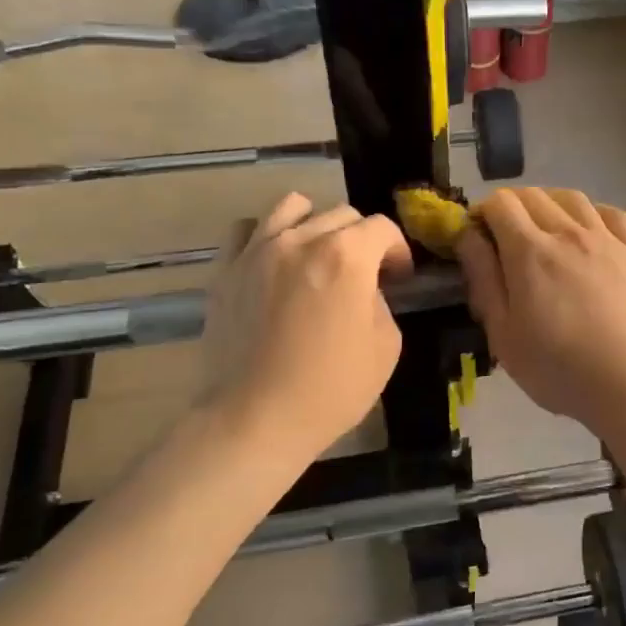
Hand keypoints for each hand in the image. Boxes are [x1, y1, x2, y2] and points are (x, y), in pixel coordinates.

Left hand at [197, 193, 412, 460]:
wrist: (255, 419)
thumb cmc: (331, 388)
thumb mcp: (386, 346)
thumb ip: (380, 302)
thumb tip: (365, 290)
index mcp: (347, 256)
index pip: (382, 228)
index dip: (398, 251)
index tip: (399, 278)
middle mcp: (302, 240)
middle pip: (341, 214)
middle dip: (361, 239)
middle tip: (363, 274)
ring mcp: (258, 251)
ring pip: (292, 206)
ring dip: (315, 224)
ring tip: (317, 255)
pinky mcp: (226, 270)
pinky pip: (248, 229)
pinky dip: (267, 235)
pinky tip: (275, 261)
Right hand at [457, 187, 625, 437]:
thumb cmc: (558, 368)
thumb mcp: (503, 333)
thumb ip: (484, 279)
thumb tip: (468, 237)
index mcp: (529, 251)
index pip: (500, 204)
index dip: (483, 213)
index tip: (479, 236)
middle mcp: (568, 232)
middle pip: (534, 195)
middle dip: (512, 206)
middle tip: (506, 235)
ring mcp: (607, 239)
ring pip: (573, 198)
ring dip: (550, 203)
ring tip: (545, 227)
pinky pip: (611, 214)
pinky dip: (592, 213)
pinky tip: (589, 231)